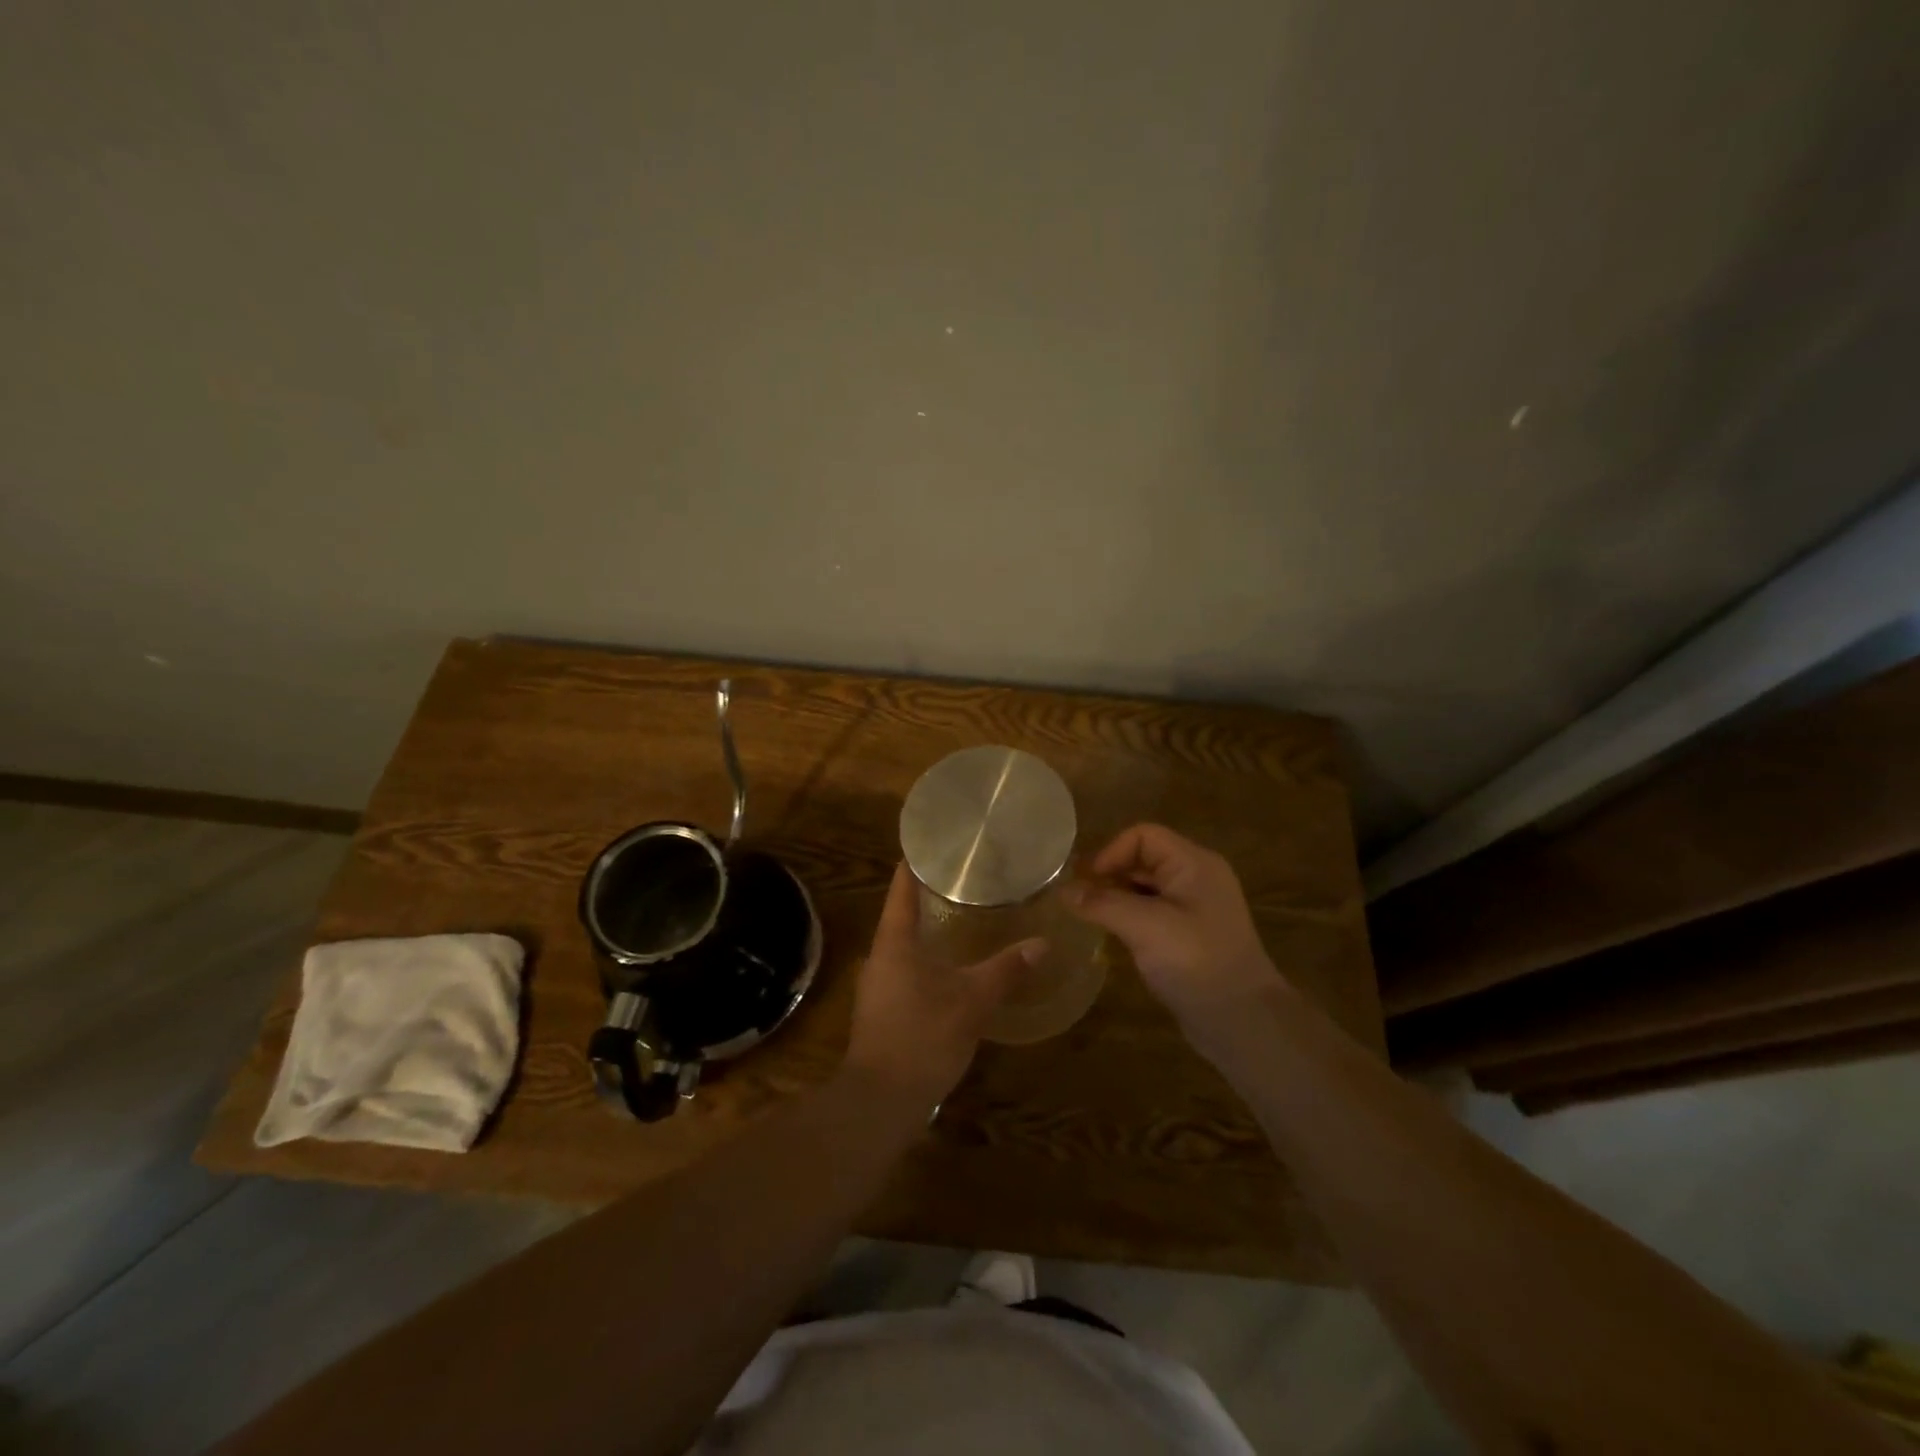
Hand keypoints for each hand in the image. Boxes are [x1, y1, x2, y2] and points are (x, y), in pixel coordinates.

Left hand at [843, 863, 1045, 1108]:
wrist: (880, 1102)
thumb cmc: (922, 1038)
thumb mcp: (972, 1002)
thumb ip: (1006, 970)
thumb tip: (1043, 943)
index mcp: (893, 942)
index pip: (902, 888)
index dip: (917, 863)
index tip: (938, 843)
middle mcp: (880, 956)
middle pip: (903, 913)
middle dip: (932, 895)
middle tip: (968, 877)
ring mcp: (878, 984)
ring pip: (906, 943)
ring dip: (931, 928)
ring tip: (966, 914)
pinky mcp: (883, 1009)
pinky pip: (907, 968)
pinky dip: (929, 956)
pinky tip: (954, 964)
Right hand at [1063, 824, 1287, 1046]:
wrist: (1243, 1022)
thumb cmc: (1196, 962)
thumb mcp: (1145, 927)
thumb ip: (1102, 904)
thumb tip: (1063, 892)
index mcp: (1194, 864)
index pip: (1143, 836)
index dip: (1111, 852)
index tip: (1086, 882)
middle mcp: (1196, 878)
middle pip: (1143, 859)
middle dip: (1109, 874)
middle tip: (1077, 899)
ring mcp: (1195, 908)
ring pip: (1145, 887)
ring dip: (1116, 897)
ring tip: (1088, 917)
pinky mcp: (1189, 935)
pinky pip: (1152, 912)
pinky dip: (1129, 917)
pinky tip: (1111, 936)